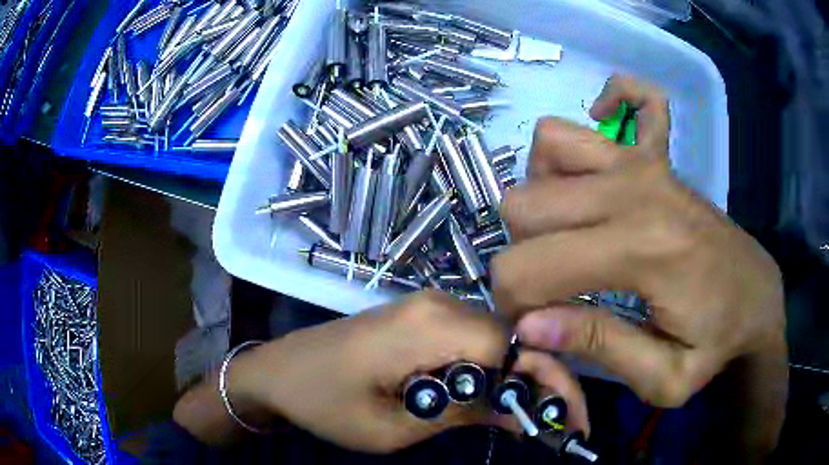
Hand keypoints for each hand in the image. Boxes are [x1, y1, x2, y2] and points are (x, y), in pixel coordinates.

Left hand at [222, 290, 585, 452]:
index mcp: (431, 325)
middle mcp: (438, 303)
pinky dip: (493, 370)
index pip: (515, 346)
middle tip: (559, 423)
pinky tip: (497, 398)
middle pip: (514, 339)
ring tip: (534, 416)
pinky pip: (473, 340)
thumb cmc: (324, 404)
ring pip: (498, 339)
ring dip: (520, 378)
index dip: (547, 382)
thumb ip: (463, 414)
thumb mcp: (394, 427)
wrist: (277, 371)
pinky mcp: (420, 317)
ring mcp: (429, 305)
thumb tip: (523, 414)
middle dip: (543, 381)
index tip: (564, 422)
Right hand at [493, 75, 786, 454]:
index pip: (529, 266)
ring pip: (548, 145)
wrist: (757, 299)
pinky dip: (608, 109)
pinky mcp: (658, 154)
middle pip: (523, 203)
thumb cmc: (717, 343)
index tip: (530, 327)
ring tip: (571, 232)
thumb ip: (599, 347)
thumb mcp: (664, 376)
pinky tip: (609, 152)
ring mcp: (646, 161)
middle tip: (553, 289)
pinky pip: (629, 96)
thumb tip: (527, 326)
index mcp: (642, 250)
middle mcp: (636, 189)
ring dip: (543, 194)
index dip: (512, 303)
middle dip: (522, 254)